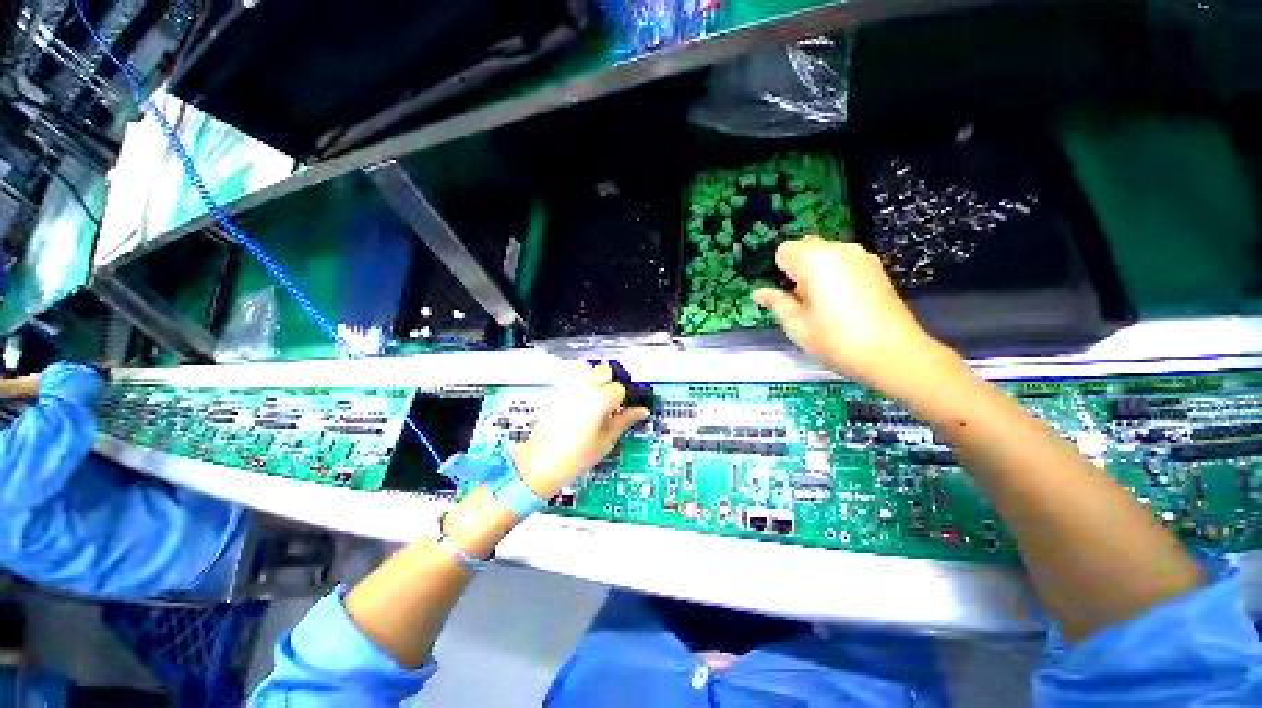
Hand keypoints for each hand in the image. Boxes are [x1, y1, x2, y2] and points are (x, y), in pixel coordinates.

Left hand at [513, 365, 649, 498]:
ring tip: (598, 406)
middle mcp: (582, 388)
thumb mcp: (606, 440)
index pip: (620, 387)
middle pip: (605, 371)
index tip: (624, 409)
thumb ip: (625, 421)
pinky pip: (575, 382)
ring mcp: (567, 389)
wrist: (540, 464)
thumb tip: (641, 411)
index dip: (625, 399)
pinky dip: (583, 388)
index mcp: (598, 399)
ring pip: (589, 373)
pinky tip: (583, 408)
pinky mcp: (556, 393)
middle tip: (613, 404)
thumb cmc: (574, 457)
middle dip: (612, 384)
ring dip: (598, 383)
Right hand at [752, 237, 959, 396]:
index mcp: (815, 260)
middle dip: (798, 268)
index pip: (785, 251)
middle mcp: (839, 250)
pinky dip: (836, 274)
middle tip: (802, 301)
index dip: (780, 272)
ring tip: (824, 303)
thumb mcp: (797, 325)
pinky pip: (845, 262)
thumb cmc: (836, 340)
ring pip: (827, 254)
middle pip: (806, 247)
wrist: (894, 354)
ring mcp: (862, 257)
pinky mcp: (877, 268)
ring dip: (817, 271)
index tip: (787, 296)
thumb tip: (759, 293)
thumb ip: (776, 303)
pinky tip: (843, 303)